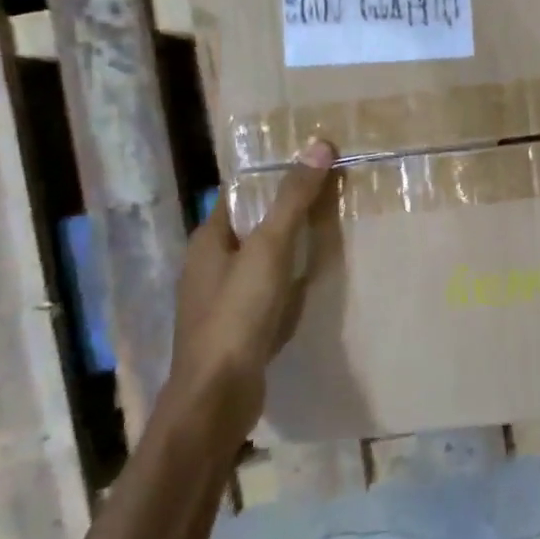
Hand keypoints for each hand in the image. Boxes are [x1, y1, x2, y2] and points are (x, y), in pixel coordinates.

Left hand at [159, 140, 334, 439]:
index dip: (272, 177)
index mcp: (208, 239)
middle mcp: (209, 265)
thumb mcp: (269, 248)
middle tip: (331, 194)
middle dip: (285, 210)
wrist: (218, 394)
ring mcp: (220, 299)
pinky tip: (312, 284)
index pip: (240, 194)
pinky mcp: (236, 328)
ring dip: (288, 246)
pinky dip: (287, 280)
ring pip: (259, 260)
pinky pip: (265, 291)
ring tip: (329, 232)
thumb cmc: (237, 313)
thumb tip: (319, 144)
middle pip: (251, 226)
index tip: (311, 163)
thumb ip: (292, 199)